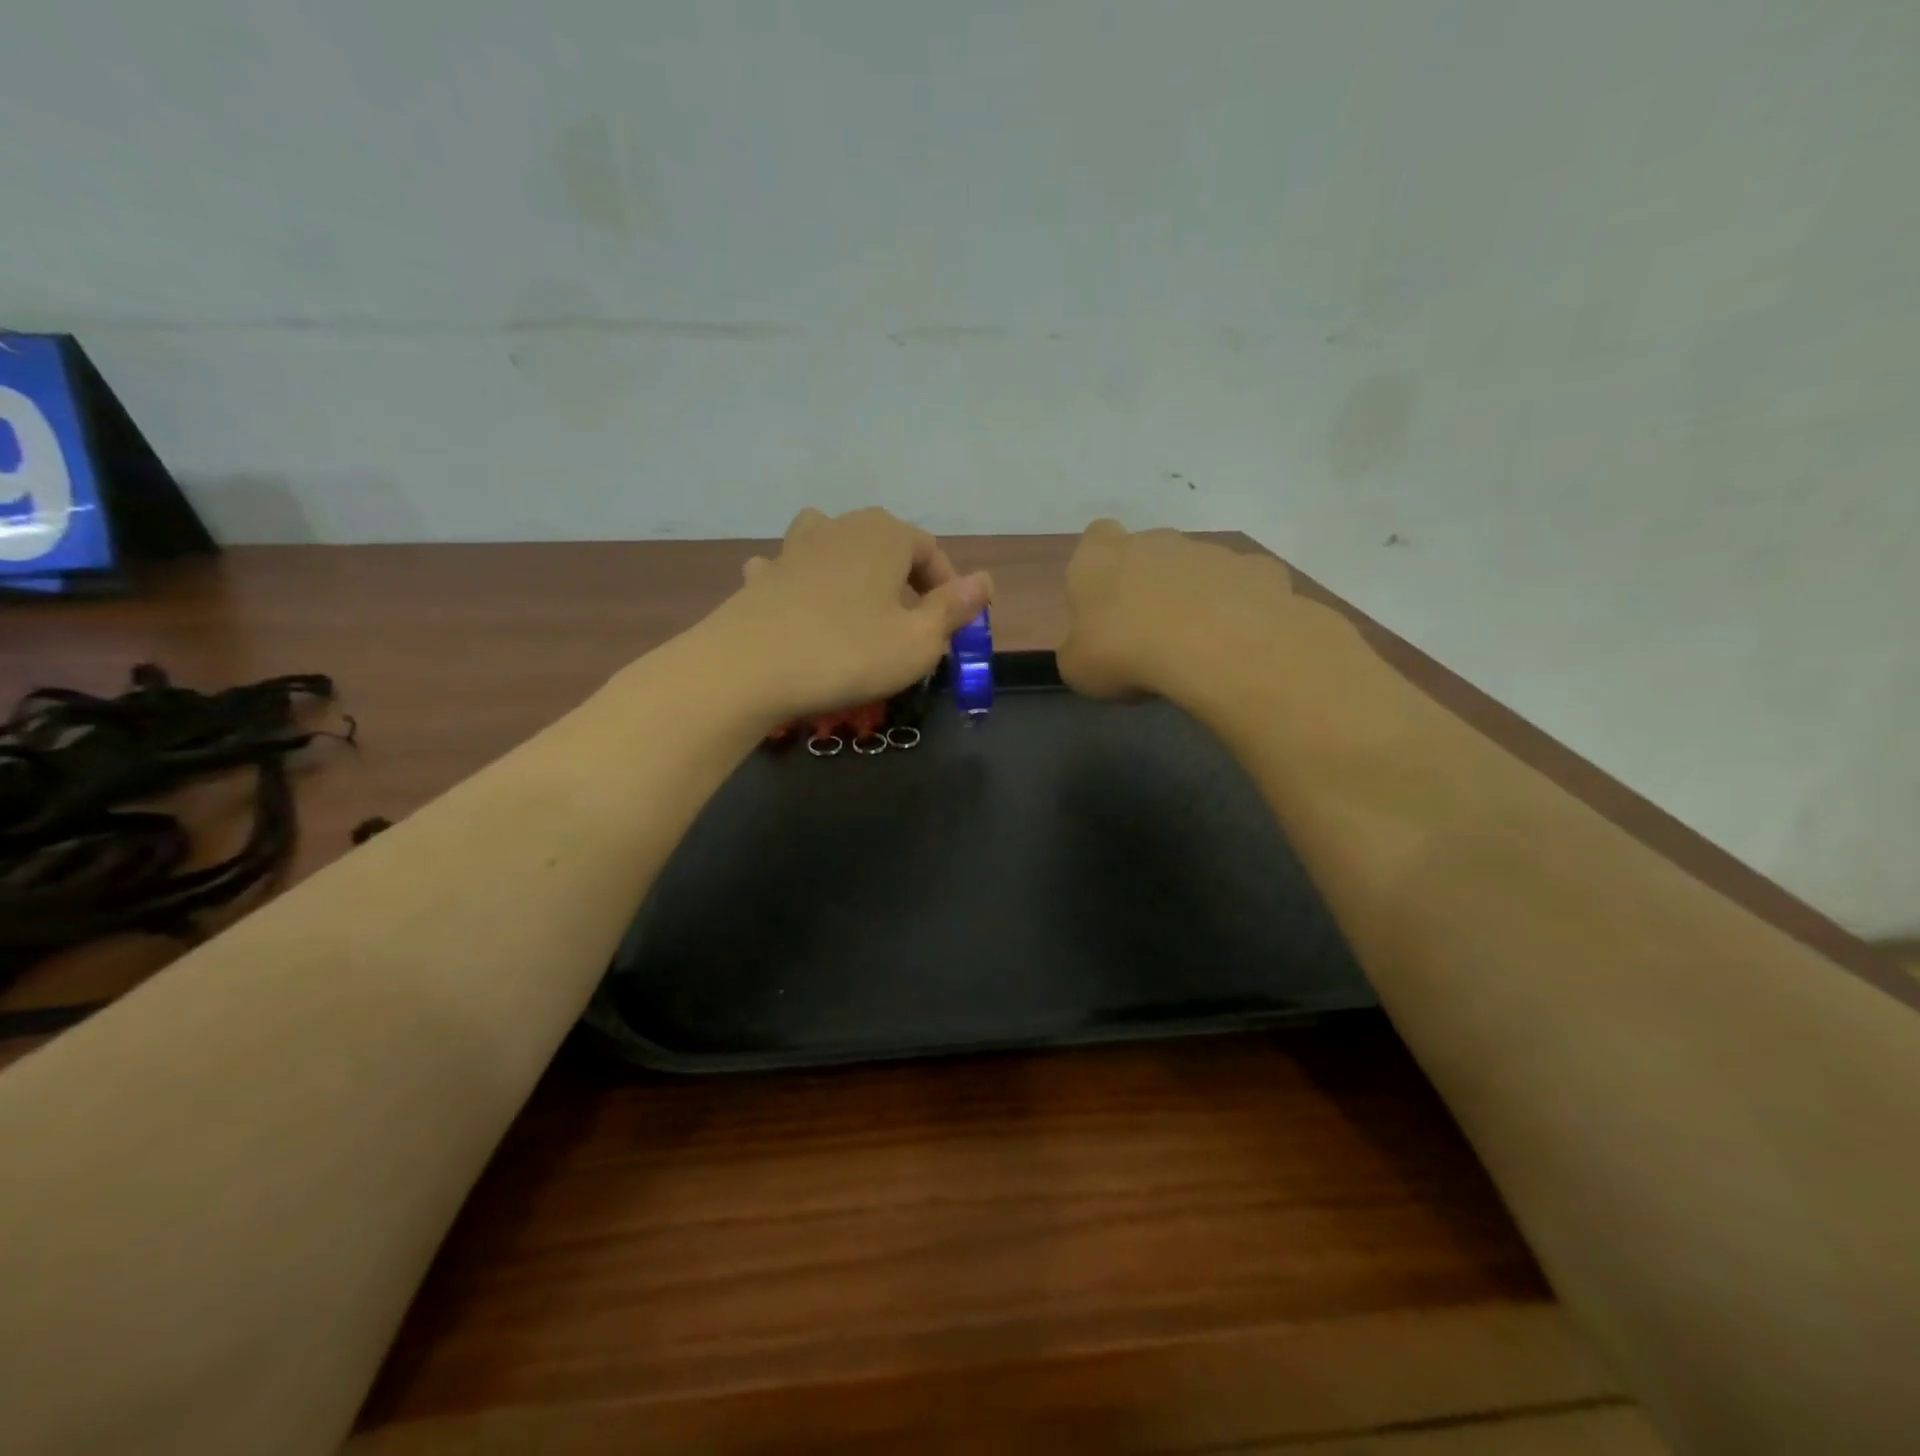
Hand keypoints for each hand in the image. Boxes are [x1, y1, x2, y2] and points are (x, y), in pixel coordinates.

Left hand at [709, 507, 991, 721]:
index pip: (931, 551)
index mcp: (885, 534)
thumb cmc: (848, 653)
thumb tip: (985, 581)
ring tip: (861, 605)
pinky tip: (802, 608)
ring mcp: (794, 548)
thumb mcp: (917, 641)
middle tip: (913, 627)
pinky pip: (792, 571)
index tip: (954, 628)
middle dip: (906, 582)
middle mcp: (840, 527)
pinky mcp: (762, 577)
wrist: (748, 669)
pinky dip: (803, 585)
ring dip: (854, 571)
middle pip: (885, 545)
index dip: (949, 588)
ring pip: (835, 545)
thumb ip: (953, 609)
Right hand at [1057, 519, 1297, 701]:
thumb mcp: (1077, 668)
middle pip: (1148, 552)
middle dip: (1149, 584)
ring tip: (1196, 647)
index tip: (1104, 602)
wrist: (1217, 648)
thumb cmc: (1127, 653)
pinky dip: (1240, 609)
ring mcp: (1210, 551)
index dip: (1099, 567)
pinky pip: (1242, 588)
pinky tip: (1237, 643)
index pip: (1095, 538)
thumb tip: (1090, 647)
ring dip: (1195, 597)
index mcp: (1100, 559)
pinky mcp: (1257, 569)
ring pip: (1197, 569)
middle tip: (1148, 633)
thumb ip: (1079, 649)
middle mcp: (1155, 542)